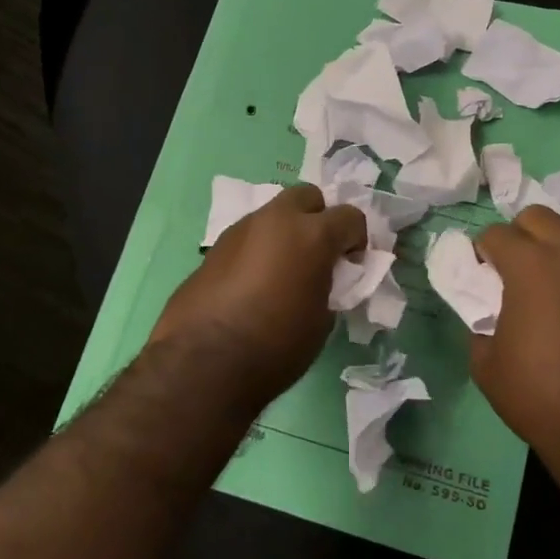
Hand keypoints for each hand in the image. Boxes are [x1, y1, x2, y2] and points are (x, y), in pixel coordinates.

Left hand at [152, 185, 366, 405]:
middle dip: (318, 218)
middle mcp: (276, 221)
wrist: (203, 361)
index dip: (356, 240)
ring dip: (285, 233)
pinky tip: (253, 285)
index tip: (350, 265)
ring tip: (283, 272)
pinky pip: (247, 237)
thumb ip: (328, 286)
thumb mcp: (321, 320)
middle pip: (307, 196)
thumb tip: (319, 280)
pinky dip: (258, 250)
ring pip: (273, 214)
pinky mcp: (214, 248)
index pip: (350, 216)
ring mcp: (240, 230)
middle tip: (318, 254)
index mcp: (312, 234)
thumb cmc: (276, 345)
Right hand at [470, 206, 559, 454]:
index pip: (497, 234)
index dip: (481, 251)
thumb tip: (486, 309)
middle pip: (539, 217)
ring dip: (549, 252)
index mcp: (533, 267)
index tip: (476, 273)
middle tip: (506, 268)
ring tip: (538, 289)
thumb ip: (480, 320)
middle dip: (517, 233)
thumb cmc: (537, 395)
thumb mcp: (486, 361)